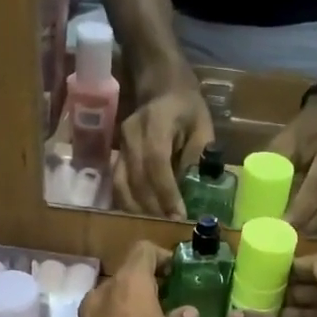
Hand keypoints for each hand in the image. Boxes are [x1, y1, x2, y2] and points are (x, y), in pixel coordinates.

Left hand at [74, 241, 203, 316]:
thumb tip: (183, 315)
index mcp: (128, 287)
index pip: (143, 251)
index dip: (163, 257)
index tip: (179, 272)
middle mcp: (100, 296)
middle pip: (126, 275)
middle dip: (149, 283)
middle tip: (173, 298)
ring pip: (113, 299)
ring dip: (134, 304)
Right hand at [111, 85, 213, 218]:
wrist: (159, 86)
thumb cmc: (186, 108)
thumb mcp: (202, 127)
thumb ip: (197, 157)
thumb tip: (194, 192)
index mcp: (155, 123)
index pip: (156, 163)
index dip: (166, 193)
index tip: (179, 216)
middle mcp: (131, 135)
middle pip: (137, 180)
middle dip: (153, 209)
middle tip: (170, 230)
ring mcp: (119, 147)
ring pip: (121, 186)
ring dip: (138, 211)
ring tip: (156, 229)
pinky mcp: (115, 157)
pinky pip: (117, 186)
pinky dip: (128, 205)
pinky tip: (141, 219)